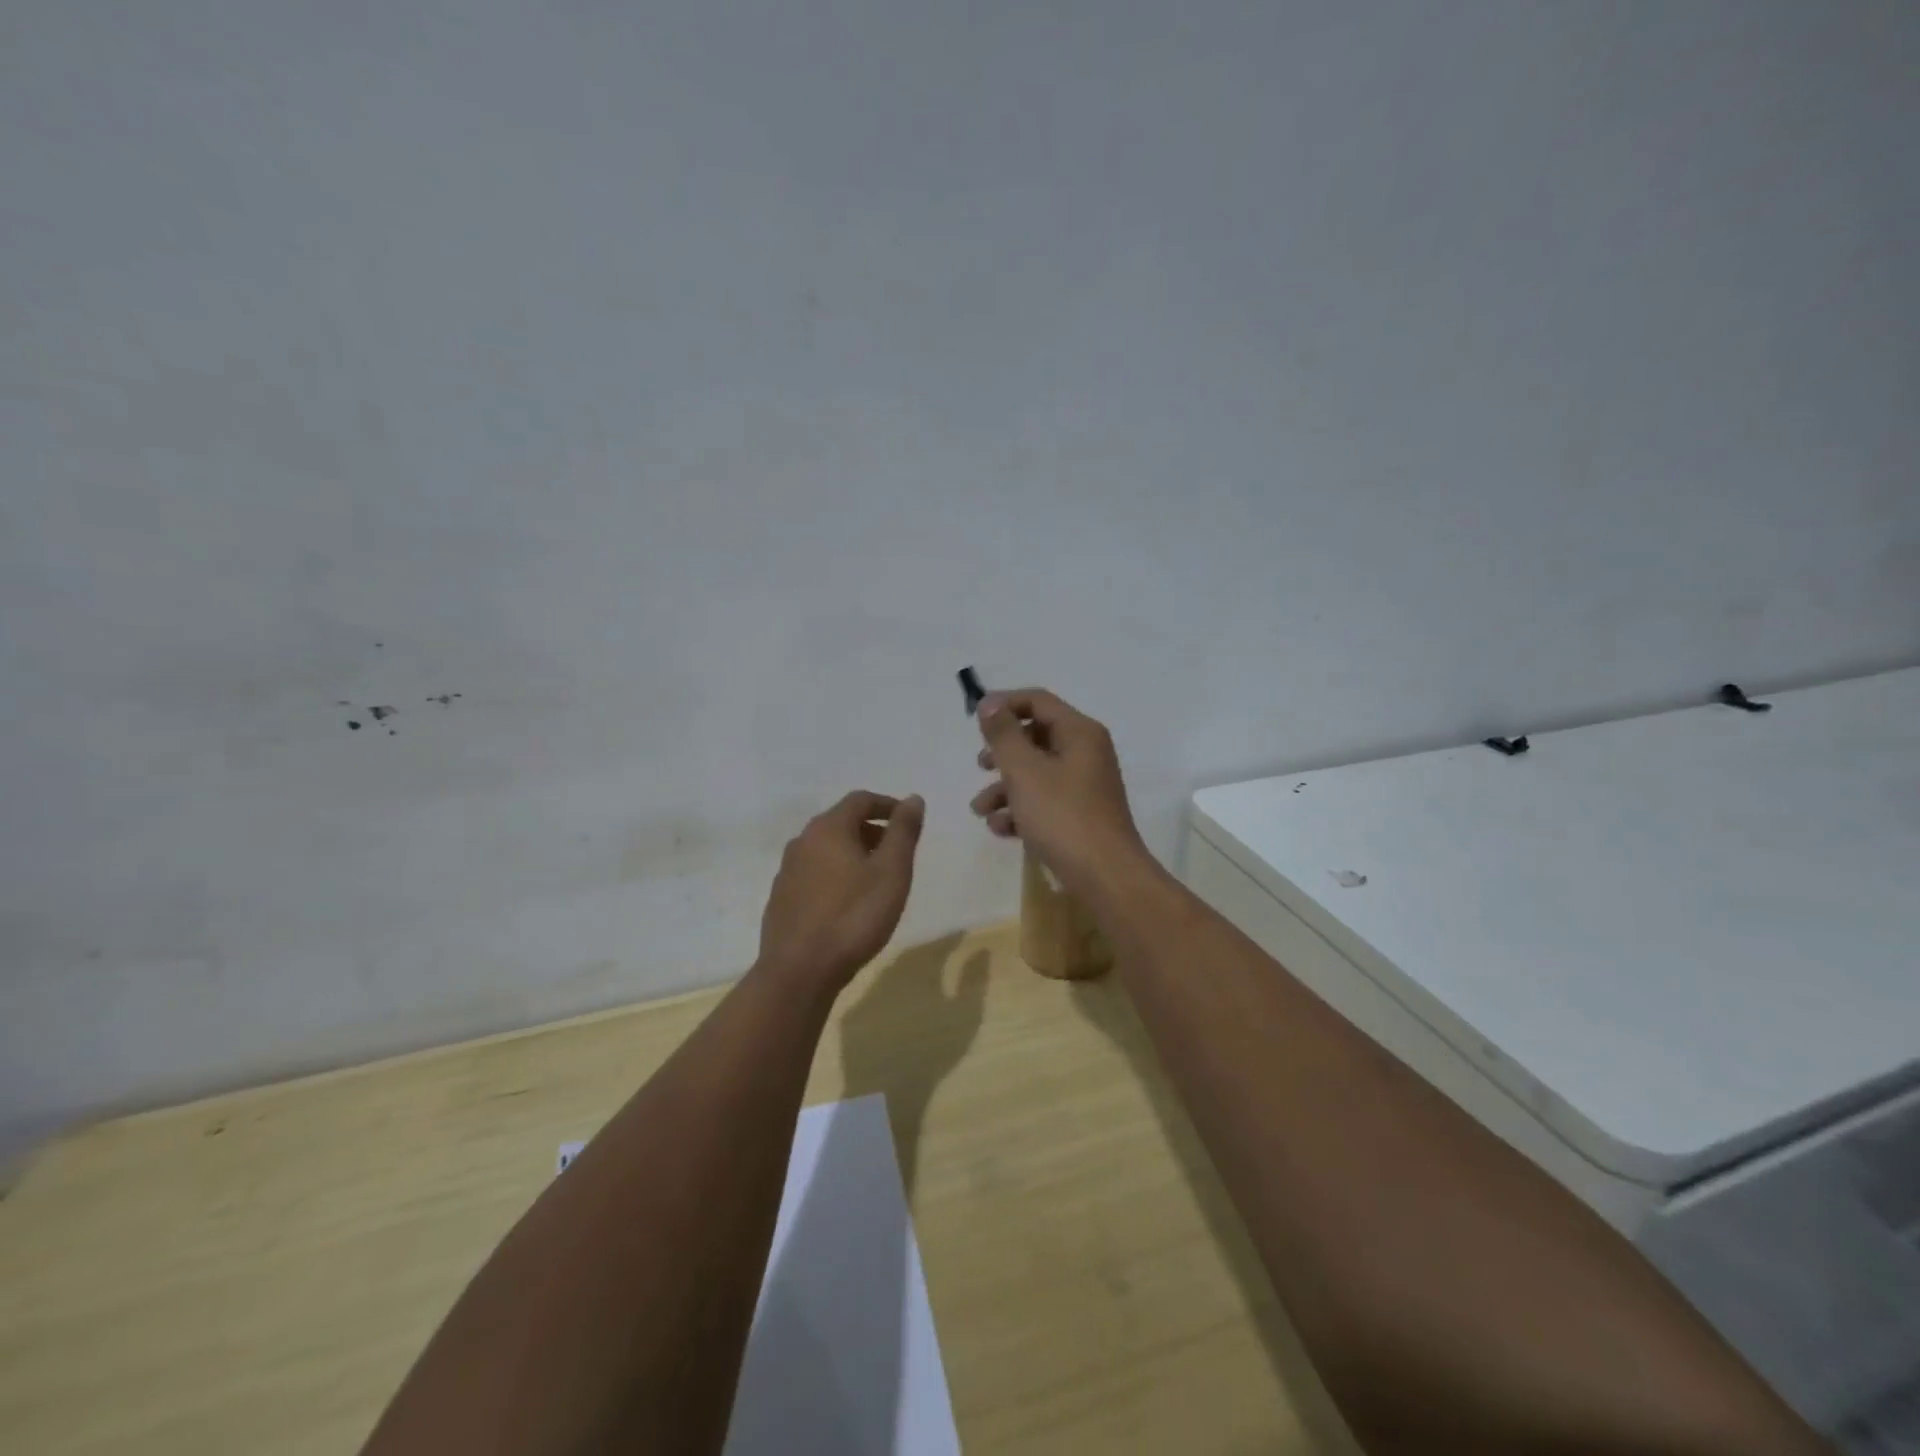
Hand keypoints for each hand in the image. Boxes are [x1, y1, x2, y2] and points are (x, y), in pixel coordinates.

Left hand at [758, 791, 924, 991]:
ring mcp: (787, 871)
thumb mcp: (891, 872)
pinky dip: (835, 876)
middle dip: (871, 830)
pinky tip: (847, 904)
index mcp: (828, 828)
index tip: (908, 820)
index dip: (887, 805)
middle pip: (840, 822)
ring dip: (852, 854)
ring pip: (825, 850)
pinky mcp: (781, 899)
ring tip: (875, 880)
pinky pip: (813, 874)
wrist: (799, 972)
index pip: (860, 800)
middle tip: (896, 853)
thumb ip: (903, 832)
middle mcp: (802, 842)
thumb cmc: (854, 916)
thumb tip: (913, 798)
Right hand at [969, 689, 1149, 897]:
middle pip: (1035, 737)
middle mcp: (1086, 753)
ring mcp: (1085, 786)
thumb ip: (1003, 734)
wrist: (1105, 877)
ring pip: (1036, 773)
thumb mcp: (1024, 771)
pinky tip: (1001, 829)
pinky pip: (1045, 801)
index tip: (974, 721)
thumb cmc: (1062, 816)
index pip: (1037, 701)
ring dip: (1004, 787)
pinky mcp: (1080, 816)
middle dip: (1002, 753)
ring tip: (981, 810)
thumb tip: (989, 703)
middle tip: (980, 766)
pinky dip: (1021, 810)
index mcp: (1079, 733)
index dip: (1003, 705)